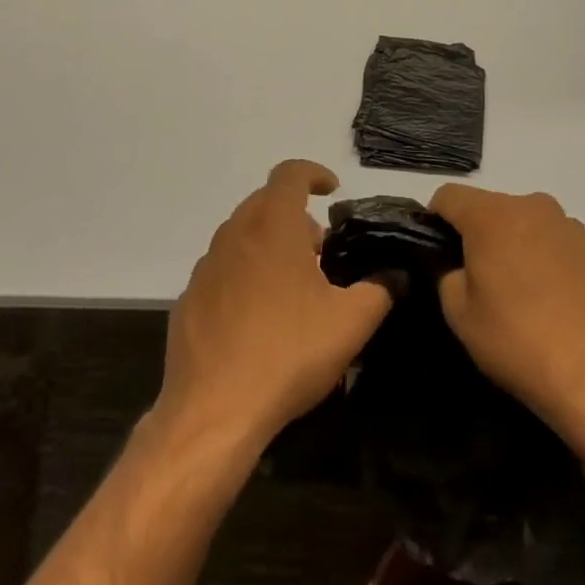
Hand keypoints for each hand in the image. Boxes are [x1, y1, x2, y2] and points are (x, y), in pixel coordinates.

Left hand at [157, 161, 390, 450]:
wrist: (213, 411)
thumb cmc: (288, 353)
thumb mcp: (351, 323)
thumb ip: (380, 290)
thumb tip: (396, 274)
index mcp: (273, 226)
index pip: (290, 173)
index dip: (314, 173)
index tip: (333, 190)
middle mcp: (234, 234)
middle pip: (266, 204)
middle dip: (296, 218)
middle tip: (321, 254)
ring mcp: (206, 267)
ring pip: (243, 236)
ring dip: (270, 246)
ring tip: (294, 288)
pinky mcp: (189, 299)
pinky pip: (223, 271)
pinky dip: (245, 276)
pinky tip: (259, 319)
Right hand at [429, 184, 584, 458]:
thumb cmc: (518, 342)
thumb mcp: (459, 313)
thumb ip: (445, 273)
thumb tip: (454, 263)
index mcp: (492, 215)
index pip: (448, 195)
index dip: (434, 220)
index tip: (437, 253)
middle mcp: (533, 207)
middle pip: (489, 207)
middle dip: (477, 234)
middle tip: (477, 280)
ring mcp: (570, 227)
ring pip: (526, 224)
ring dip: (514, 245)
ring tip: (519, 294)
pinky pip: (556, 244)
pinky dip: (546, 261)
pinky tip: (553, 302)